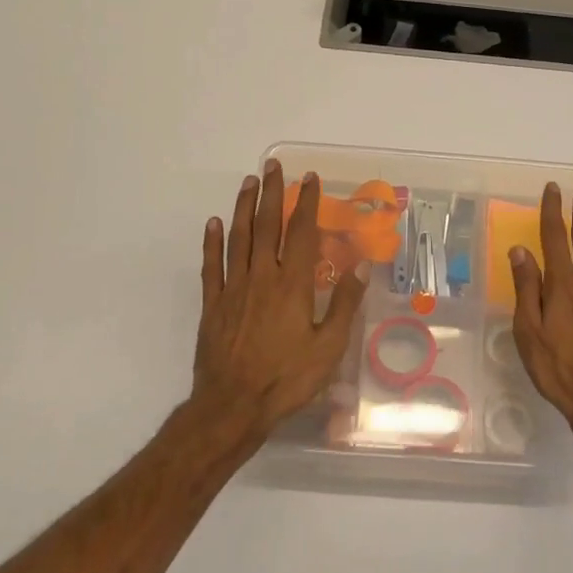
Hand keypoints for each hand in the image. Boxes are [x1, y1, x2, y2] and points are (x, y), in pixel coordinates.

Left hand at [193, 160, 368, 439]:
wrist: (232, 406)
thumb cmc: (287, 379)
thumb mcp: (328, 346)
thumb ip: (343, 302)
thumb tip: (361, 263)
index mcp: (292, 284)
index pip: (300, 232)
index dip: (306, 203)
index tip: (309, 179)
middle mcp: (261, 277)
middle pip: (266, 226)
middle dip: (271, 193)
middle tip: (272, 166)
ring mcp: (233, 288)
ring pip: (238, 238)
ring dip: (244, 207)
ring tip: (248, 182)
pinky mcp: (213, 304)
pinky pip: (212, 265)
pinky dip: (212, 241)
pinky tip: (214, 223)